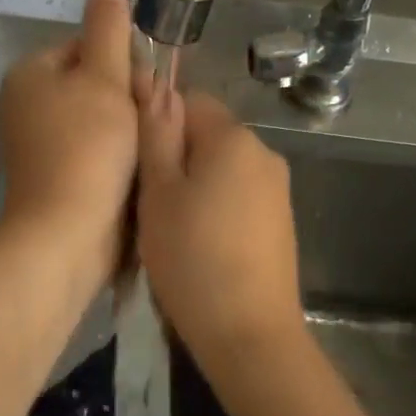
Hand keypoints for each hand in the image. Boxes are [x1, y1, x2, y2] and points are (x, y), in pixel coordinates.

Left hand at [0, 0, 138, 289]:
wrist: (67, 234)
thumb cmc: (88, 149)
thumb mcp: (104, 79)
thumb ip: (109, 28)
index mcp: (31, 72)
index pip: (88, 45)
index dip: (125, 62)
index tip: (149, 87)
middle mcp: (27, 103)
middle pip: (93, 83)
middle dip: (129, 98)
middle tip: (151, 120)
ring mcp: (38, 143)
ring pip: (99, 119)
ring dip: (128, 129)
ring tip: (148, 147)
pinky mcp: (54, 176)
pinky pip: (94, 151)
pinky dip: (115, 156)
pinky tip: (136, 170)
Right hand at [135, 85, 304, 362]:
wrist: (248, 333)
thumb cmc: (191, 258)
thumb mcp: (159, 192)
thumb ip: (157, 134)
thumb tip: (157, 82)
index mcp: (233, 137)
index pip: (188, 100)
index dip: (156, 124)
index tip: (135, 164)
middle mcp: (263, 152)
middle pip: (207, 135)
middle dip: (175, 157)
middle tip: (146, 201)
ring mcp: (277, 188)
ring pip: (221, 167)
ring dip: (194, 184)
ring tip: (170, 228)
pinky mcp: (280, 220)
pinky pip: (239, 195)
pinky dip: (216, 207)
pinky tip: (200, 244)